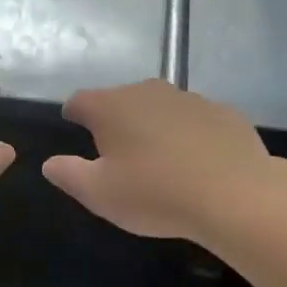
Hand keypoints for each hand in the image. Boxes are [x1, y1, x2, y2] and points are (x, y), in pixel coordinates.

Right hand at [43, 80, 271, 241]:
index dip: (73, 115)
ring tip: (161, 161)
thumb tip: (50, 163)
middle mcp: (147, 91)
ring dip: (154, 126)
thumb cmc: (156, 194)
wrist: (236, 195)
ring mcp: (189, 98)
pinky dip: (191, 135)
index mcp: (110, 106)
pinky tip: (199, 163)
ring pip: (160, 107)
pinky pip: (196, 120)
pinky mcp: (224, 112)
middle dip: (116, 121)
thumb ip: (68, 174)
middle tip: (119, 156)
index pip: (79, 100)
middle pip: (120, 100)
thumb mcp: (99, 194)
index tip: (75, 131)